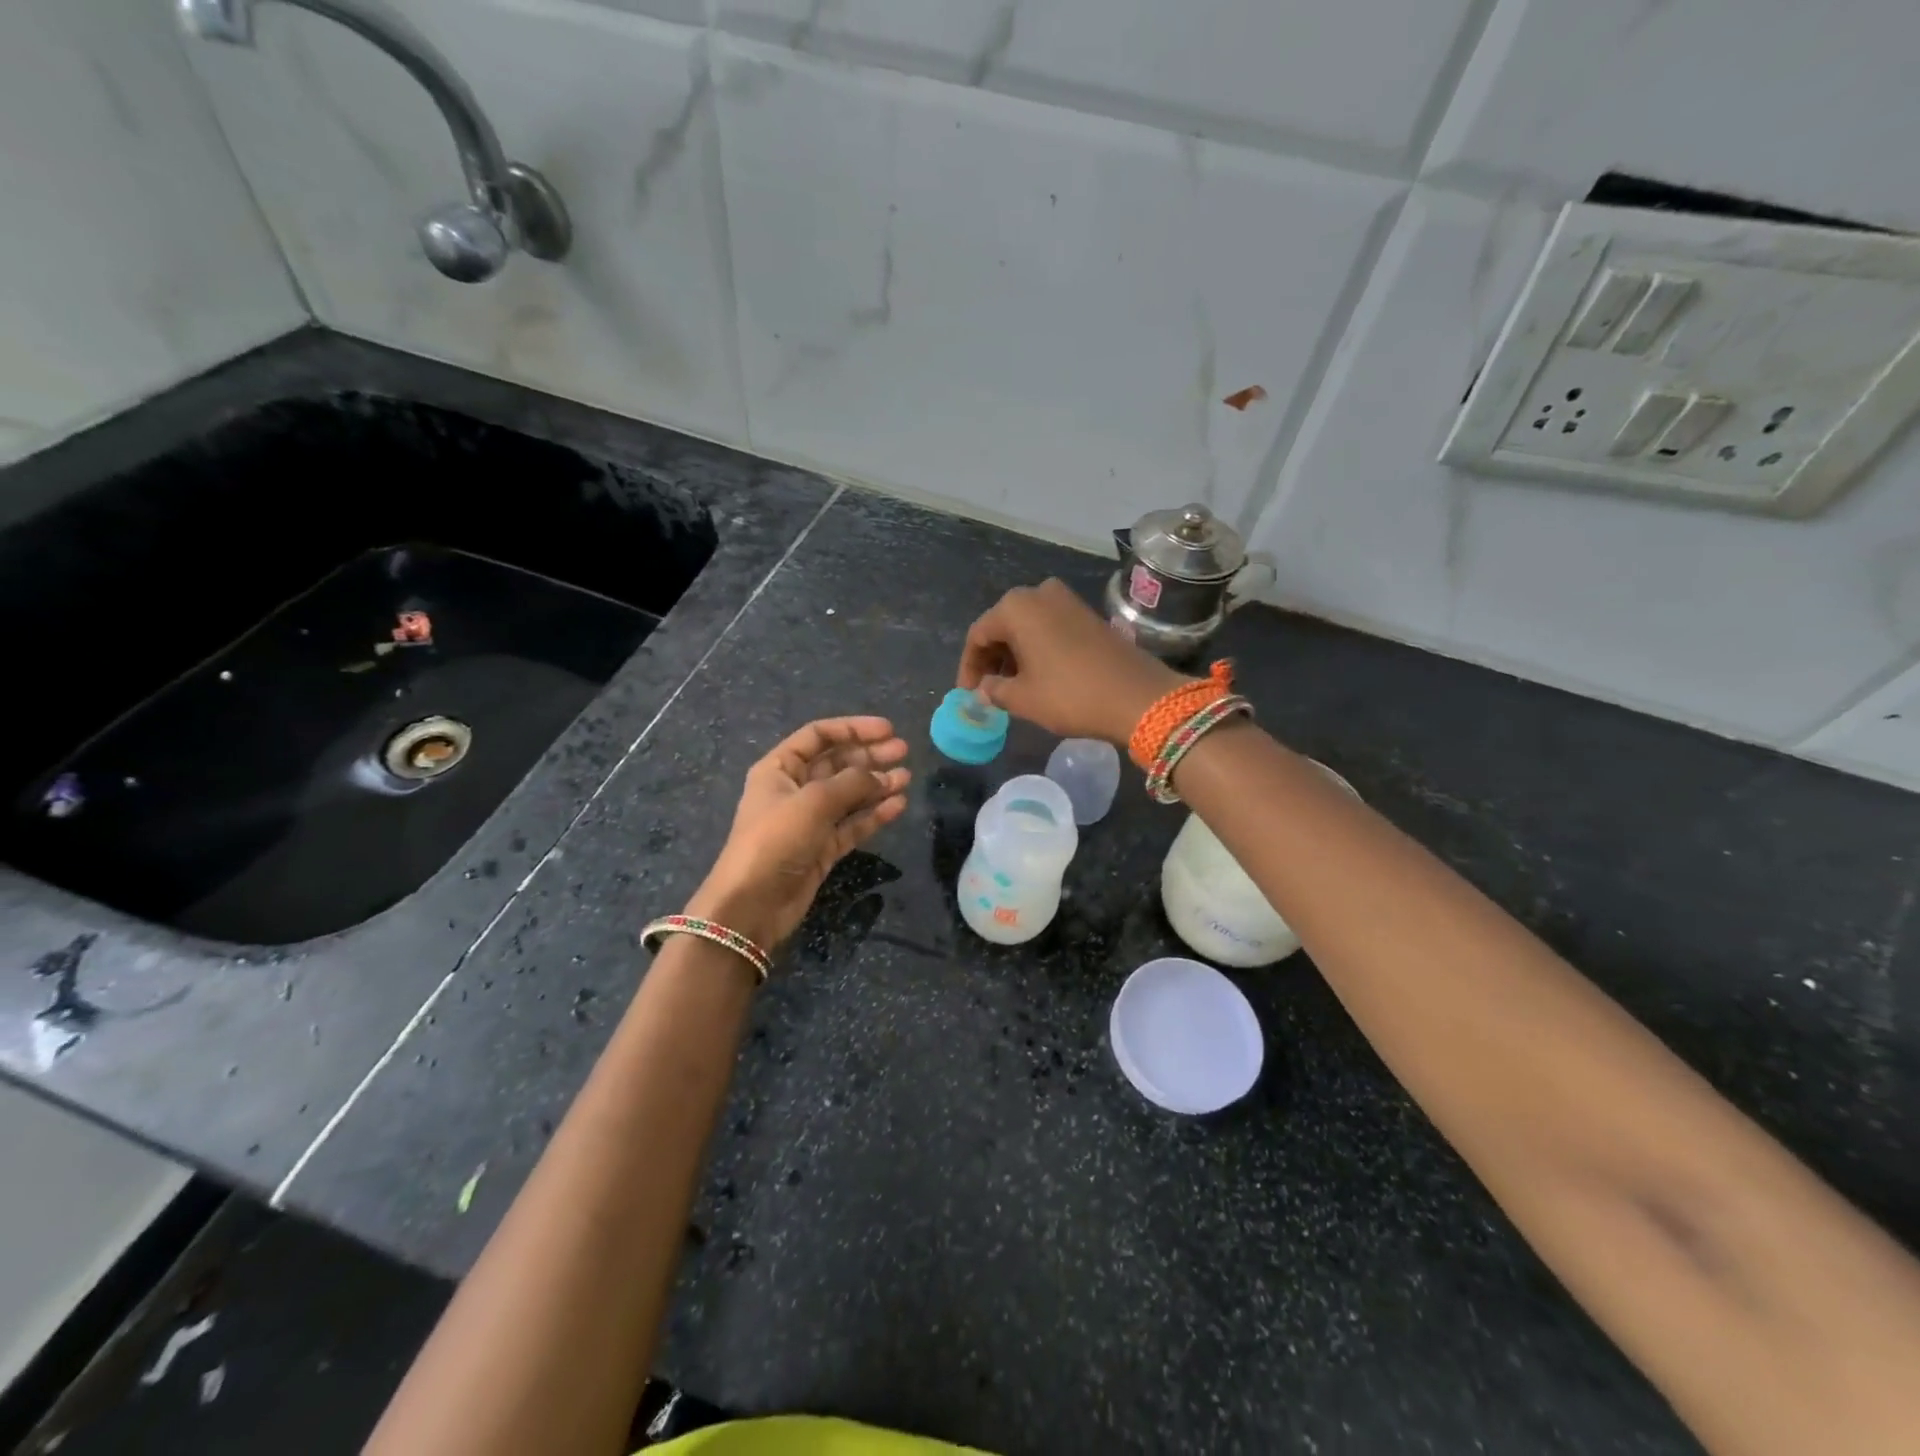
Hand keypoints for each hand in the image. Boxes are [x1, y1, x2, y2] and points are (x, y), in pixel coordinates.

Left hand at [685, 717, 910, 949]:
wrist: (753, 904)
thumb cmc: (776, 840)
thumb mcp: (814, 802)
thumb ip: (852, 782)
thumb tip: (882, 776)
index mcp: (780, 769)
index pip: (819, 736)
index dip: (853, 729)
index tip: (888, 730)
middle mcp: (794, 789)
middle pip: (837, 763)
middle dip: (870, 756)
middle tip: (904, 752)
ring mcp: (809, 820)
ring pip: (849, 794)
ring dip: (877, 784)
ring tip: (906, 779)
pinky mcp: (822, 848)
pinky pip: (853, 824)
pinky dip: (874, 814)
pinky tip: (898, 805)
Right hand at [958, 579, 1187, 744]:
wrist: (1138, 696)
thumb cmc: (1070, 695)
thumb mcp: (1023, 698)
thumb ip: (994, 690)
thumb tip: (983, 689)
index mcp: (1016, 607)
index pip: (978, 635)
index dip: (969, 667)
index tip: (968, 694)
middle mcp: (1039, 593)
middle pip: (1002, 626)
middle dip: (992, 658)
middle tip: (988, 690)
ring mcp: (1067, 600)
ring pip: (1027, 626)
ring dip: (1015, 654)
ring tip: (1012, 687)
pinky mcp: (1088, 614)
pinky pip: (1050, 627)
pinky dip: (1037, 648)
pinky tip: (1038, 675)